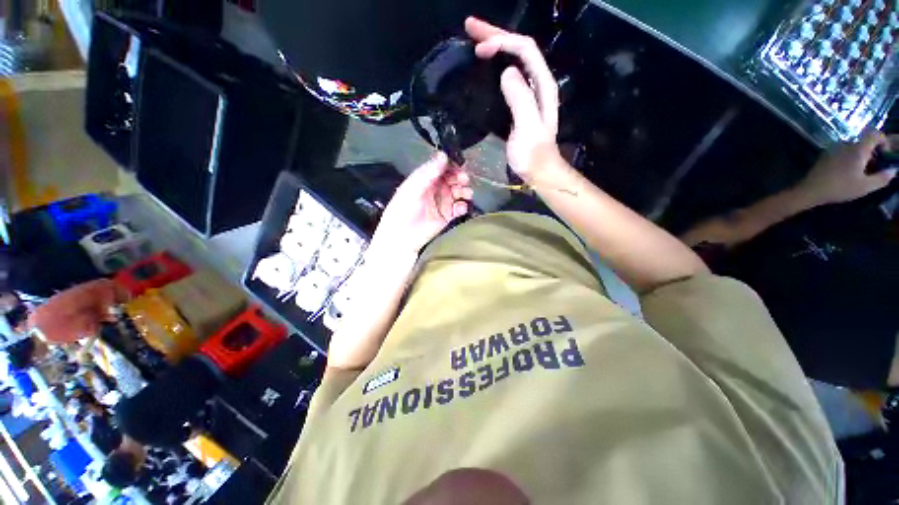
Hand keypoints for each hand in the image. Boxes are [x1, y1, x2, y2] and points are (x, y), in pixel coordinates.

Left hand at [371, 153, 472, 256]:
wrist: (402, 238)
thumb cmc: (402, 211)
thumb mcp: (412, 188)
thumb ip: (428, 172)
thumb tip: (443, 155)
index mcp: (425, 180)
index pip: (441, 168)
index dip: (451, 165)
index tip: (458, 165)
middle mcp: (435, 190)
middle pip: (453, 179)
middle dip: (460, 178)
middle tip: (463, 179)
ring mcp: (443, 203)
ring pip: (458, 193)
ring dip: (464, 191)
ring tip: (464, 194)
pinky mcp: (448, 217)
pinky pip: (460, 208)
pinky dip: (463, 206)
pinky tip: (460, 207)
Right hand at [465, 17, 559, 179]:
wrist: (538, 170)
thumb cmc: (532, 154)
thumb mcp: (527, 128)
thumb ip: (520, 99)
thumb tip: (507, 72)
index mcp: (542, 85)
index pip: (524, 50)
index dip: (502, 43)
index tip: (479, 50)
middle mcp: (537, 83)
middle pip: (518, 49)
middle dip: (495, 35)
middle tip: (470, 27)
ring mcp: (529, 93)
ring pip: (512, 60)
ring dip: (495, 47)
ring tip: (474, 40)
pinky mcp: (519, 104)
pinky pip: (507, 77)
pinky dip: (494, 67)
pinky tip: (484, 66)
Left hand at [795, 131, 897, 206]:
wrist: (811, 190)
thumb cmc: (840, 188)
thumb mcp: (865, 186)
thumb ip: (882, 178)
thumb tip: (894, 170)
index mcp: (858, 149)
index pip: (875, 134)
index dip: (884, 140)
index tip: (887, 152)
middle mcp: (846, 144)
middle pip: (864, 142)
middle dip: (873, 152)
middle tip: (875, 166)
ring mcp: (834, 148)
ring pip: (853, 147)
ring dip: (861, 155)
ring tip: (862, 171)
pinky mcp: (826, 154)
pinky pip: (843, 151)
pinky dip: (849, 158)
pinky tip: (848, 171)